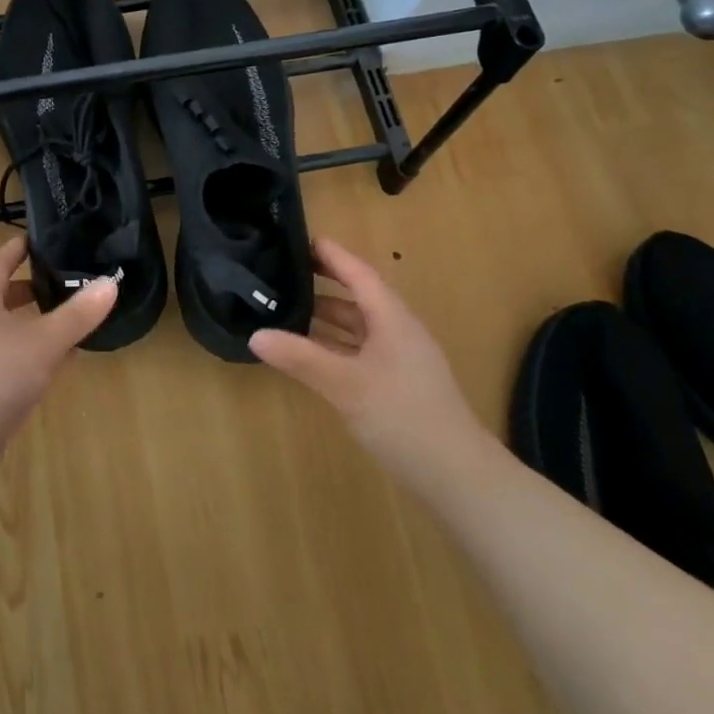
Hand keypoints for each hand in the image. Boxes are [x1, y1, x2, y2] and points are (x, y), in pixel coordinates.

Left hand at [0, 235, 117, 447]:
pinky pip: (0, 360)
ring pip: (0, 330)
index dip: (18, 248)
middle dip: (27, 290)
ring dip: (27, 325)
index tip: (38, 239)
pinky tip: (46, 368)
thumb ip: (77, 315)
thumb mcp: (44, 341)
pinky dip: (23, 356)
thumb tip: (111, 282)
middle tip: (58, 284)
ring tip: (59, 326)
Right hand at [250, 238, 491, 486]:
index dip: (330, 254)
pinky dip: (333, 345)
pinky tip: (310, 354)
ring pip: (357, 326)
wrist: (457, 476)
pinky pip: (359, 350)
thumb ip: (300, 357)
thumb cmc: (402, 416)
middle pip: (357, 296)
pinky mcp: (397, 384)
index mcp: (391, 318)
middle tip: (281, 273)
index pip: (357, 272)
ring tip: (286, 309)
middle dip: (321, 283)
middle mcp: (397, 330)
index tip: (298, 238)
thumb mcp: (345, 384)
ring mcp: (400, 358)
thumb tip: (255, 335)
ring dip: (326, 317)